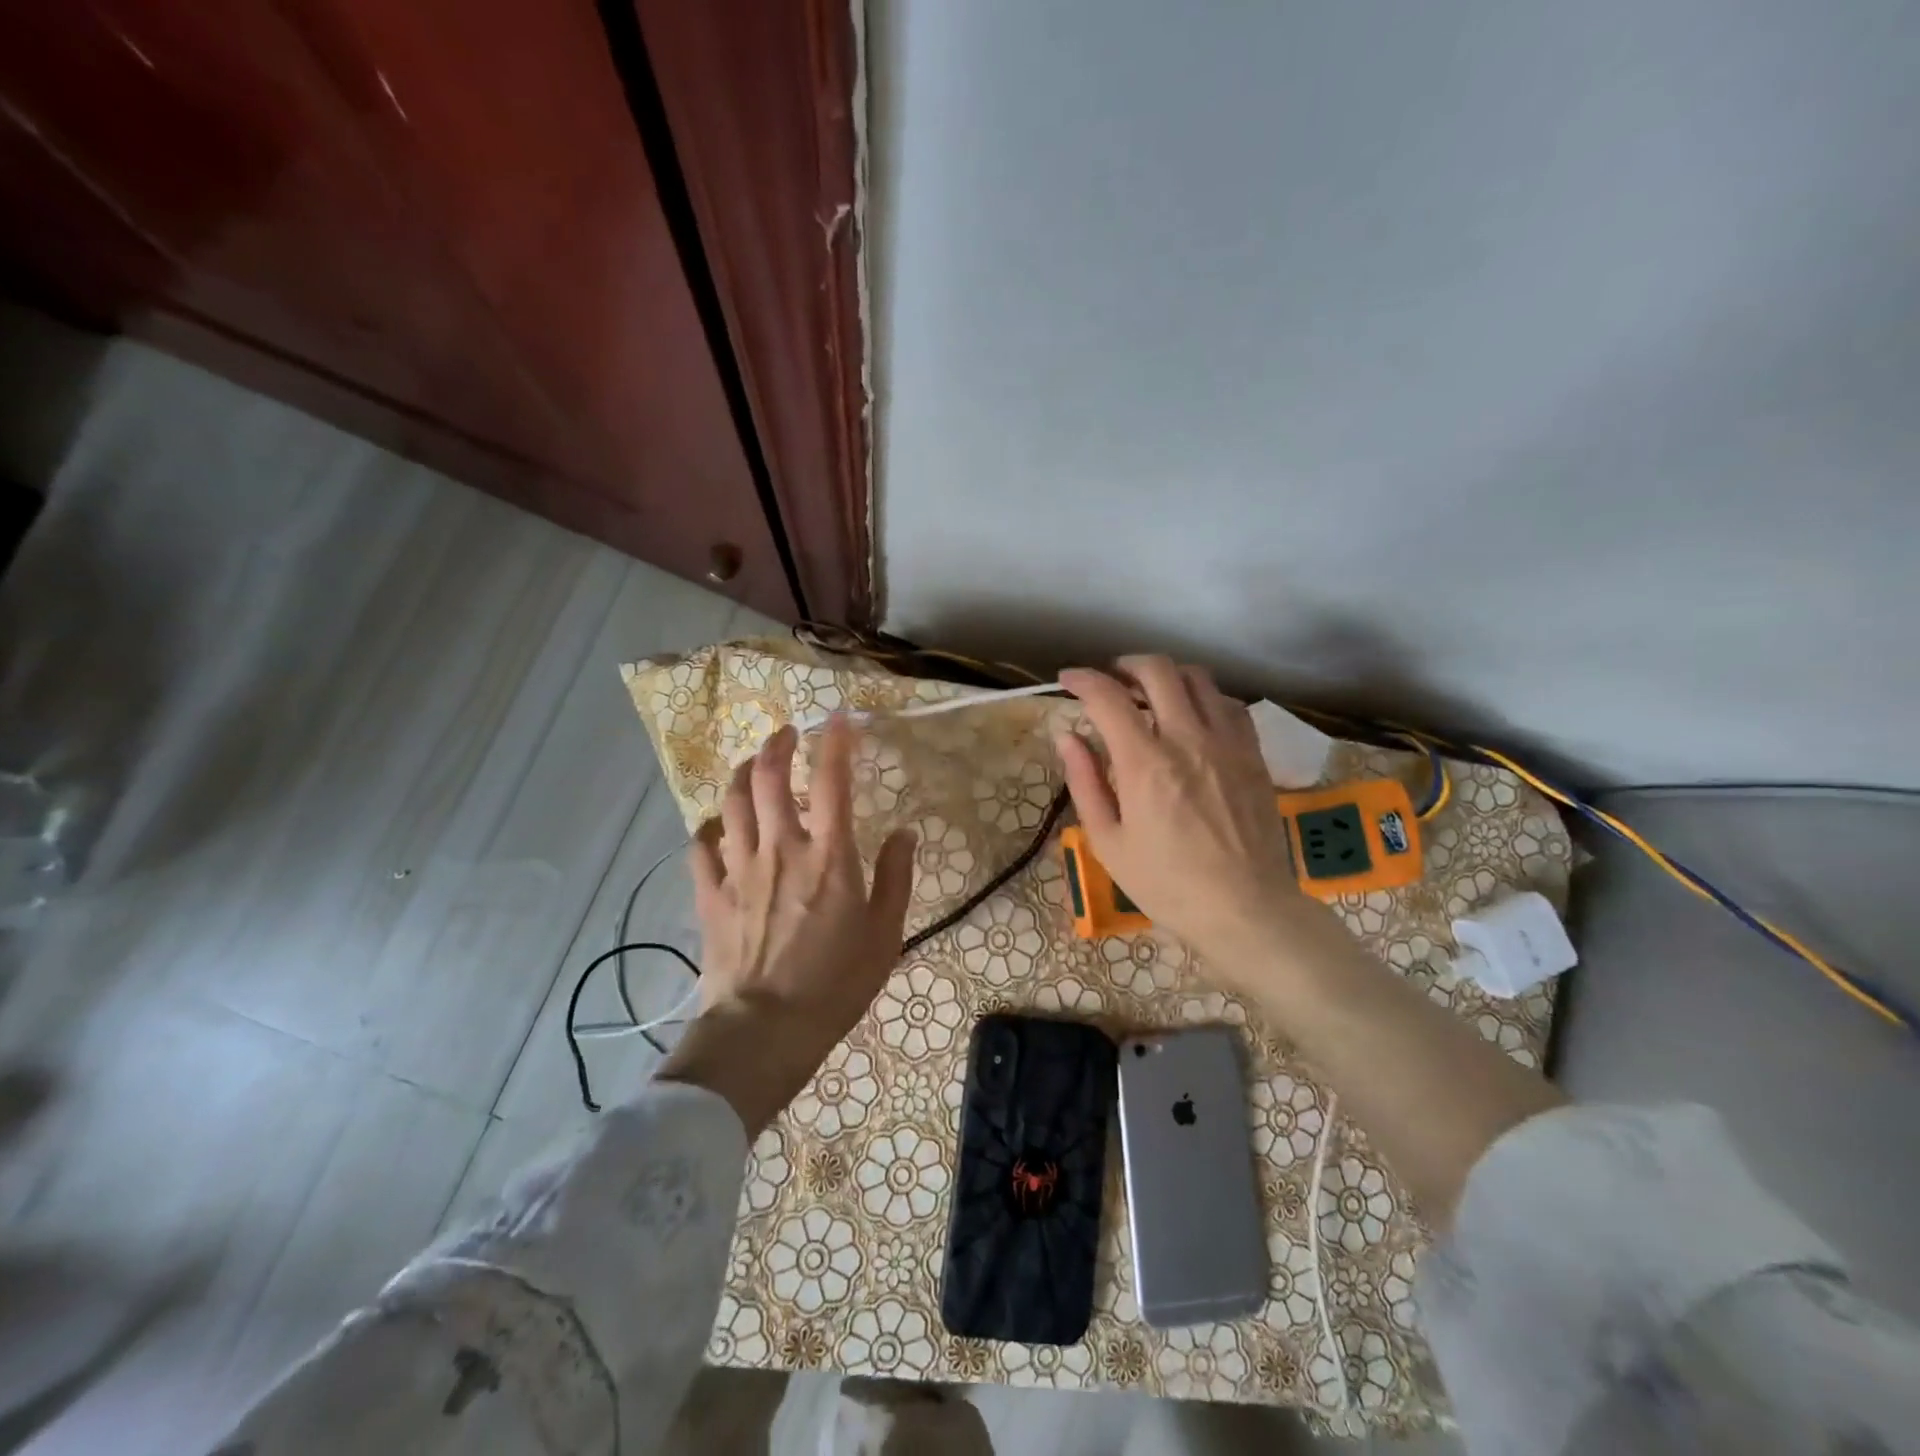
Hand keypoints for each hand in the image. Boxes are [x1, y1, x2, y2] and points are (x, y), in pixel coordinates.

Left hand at [657, 718, 916, 1132]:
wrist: (765, 1030)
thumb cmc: (835, 984)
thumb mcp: (885, 934)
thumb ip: (896, 877)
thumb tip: (906, 833)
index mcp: (829, 854)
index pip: (831, 780)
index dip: (836, 741)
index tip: (839, 718)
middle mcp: (781, 847)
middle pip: (768, 776)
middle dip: (776, 744)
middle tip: (786, 733)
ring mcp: (740, 868)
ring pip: (731, 802)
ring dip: (741, 773)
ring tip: (751, 764)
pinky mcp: (711, 894)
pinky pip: (702, 846)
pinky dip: (710, 826)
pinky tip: (718, 824)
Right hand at [1055, 657, 1323, 985]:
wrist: (1244, 908)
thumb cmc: (1166, 883)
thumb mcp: (1108, 841)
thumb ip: (1085, 782)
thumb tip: (1067, 736)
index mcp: (1145, 763)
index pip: (1108, 696)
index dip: (1083, 679)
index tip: (1069, 681)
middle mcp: (1188, 739)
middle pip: (1157, 670)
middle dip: (1125, 665)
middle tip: (1110, 682)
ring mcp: (1227, 743)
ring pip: (1198, 678)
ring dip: (1166, 676)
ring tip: (1149, 695)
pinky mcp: (1252, 754)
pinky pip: (1229, 704)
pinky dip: (1203, 698)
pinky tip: (1192, 718)